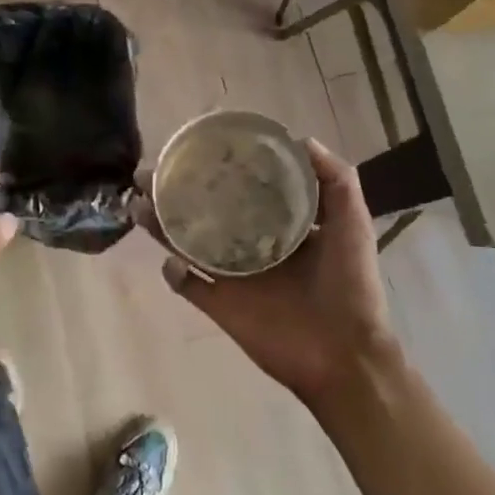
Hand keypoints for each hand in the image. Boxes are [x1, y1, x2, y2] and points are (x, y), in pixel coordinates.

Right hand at [154, 139, 403, 414]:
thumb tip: (302, 139)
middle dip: (177, 191)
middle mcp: (252, 244)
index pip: (244, 188)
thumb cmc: (351, 285)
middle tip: (150, 173)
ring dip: (163, 225)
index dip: (221, 168)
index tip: (198, 147)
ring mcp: (234, 276)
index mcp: (281, 225)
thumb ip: (336, 179)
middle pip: (207, 212)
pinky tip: (168, 262)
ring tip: (141, 203)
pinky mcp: (222, 306)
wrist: (346, 355)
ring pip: (189, 244)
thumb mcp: (353, 223)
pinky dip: (174, 275)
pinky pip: (189, 287)